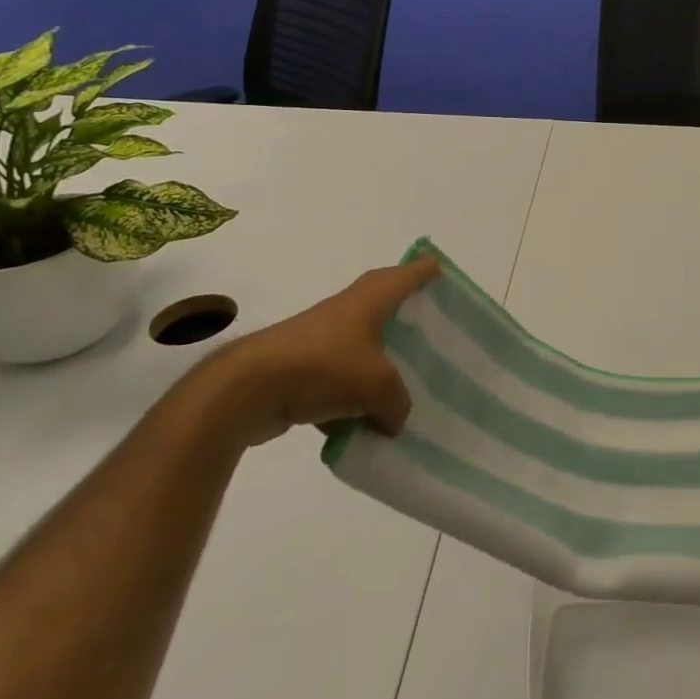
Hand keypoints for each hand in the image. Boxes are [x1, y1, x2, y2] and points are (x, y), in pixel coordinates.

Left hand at [195, 256, 439, 449]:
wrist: (249, 389)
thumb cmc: (325, 367)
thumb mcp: (379, 387)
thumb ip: (399, 402)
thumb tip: (396, 418)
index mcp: (374, 296)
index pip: (413, 271)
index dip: (432, 274)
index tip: (450, 285)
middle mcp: (351, 307)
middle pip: (389, 307)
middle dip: (411, 324)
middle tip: (436, 341)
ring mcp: (324, 336)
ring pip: (365, 346)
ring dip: (380, 366)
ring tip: (405, 390)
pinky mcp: (303, 366)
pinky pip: (340, 379)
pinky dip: (351, 398)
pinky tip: (362, 426)